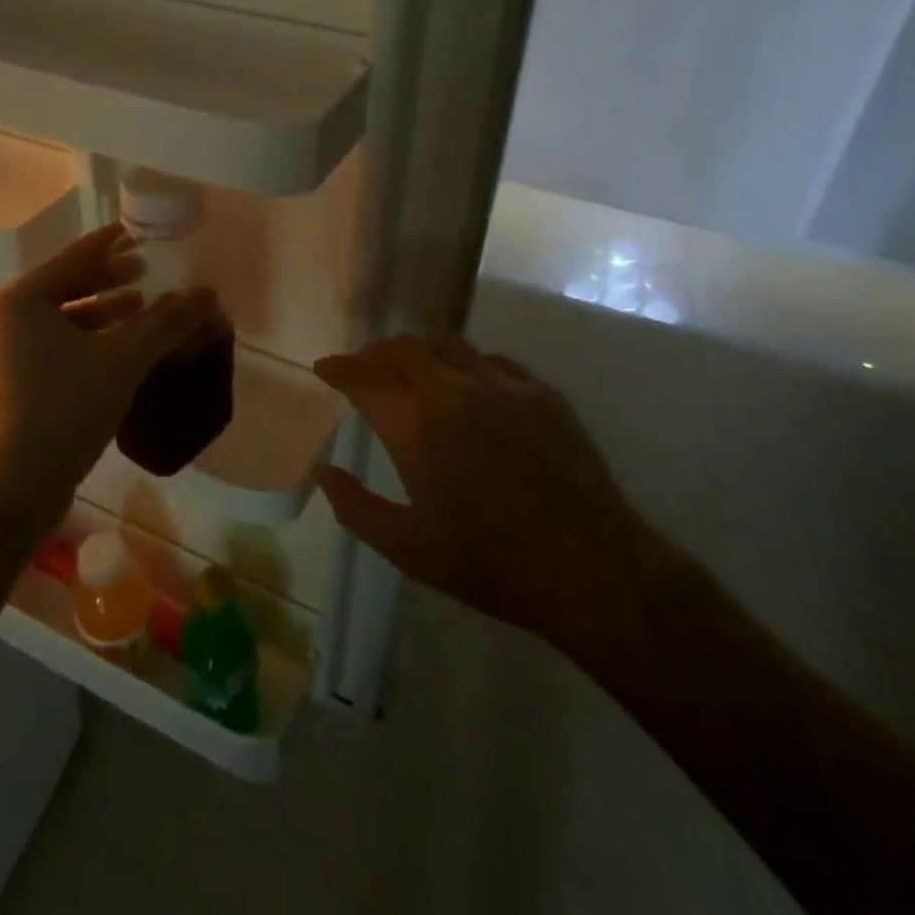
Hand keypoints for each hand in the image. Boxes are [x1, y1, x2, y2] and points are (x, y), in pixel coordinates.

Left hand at [0, 224, 220, 531]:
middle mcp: (3, 323)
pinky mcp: (9, 388)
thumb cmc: (66, 410)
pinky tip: (119, 353)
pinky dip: (88, 341)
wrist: (13, 492)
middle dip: (109, 279)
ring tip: (140, 309)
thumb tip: (207, 293)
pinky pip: (55, 348)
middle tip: (146, 270)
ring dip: (103, 312)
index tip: (140, 231)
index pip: (74, 258)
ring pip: (61, 320)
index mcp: (19, 303)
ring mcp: (1, 357)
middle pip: (65, 287)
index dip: (112, 243)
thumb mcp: (124, 360)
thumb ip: (167, 322)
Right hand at [314, 336, 677, 674]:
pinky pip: (488, 359)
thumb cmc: (490, 564)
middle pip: (402, 349)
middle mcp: (456, 390)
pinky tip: (463, 384)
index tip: (325, 369)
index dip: (339, 368)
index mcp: (418, 427)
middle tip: (361, 369)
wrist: (590, 569)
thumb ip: (356, 507)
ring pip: (446, 345)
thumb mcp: (408, 549)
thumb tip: (324, 472)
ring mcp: (503, 385)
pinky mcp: (540, 391)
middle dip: (372, 354)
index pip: (365, 377)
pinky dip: (461, 363)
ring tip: (406, 369)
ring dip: (415, 351)